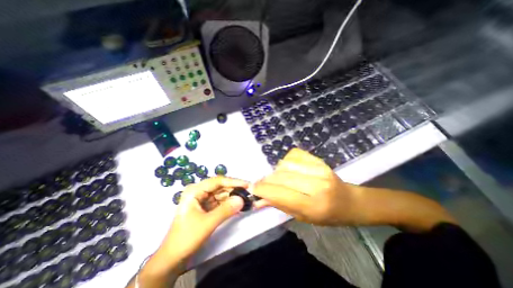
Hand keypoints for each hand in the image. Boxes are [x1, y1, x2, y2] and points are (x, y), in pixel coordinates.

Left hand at [128, 176, 248, 287]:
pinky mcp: (206, 206)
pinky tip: (239, 205)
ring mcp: (203, 199)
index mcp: (195, 190)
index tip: (247, 184)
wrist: (173, 257)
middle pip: (221, 186)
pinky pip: (221, 201)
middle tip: (249, 192)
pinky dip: (229, 203)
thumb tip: (242, 199)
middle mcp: (199, 191)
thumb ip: (225, 210)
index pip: (218, 181)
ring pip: (222, 194)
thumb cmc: (186, 237)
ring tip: (247, 198)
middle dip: (235, 189)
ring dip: (233, 196)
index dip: (233, 182)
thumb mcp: (207, 223)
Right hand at [252, 148, 359, 226]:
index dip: (263, 190)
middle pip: (281, 177)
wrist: (349, 201)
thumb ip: (279, 205)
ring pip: (285, 164)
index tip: (252, 188)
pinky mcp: (319, 159)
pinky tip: (289, 168)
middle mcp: (316, 185)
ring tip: (279, 178)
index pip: (280, 194)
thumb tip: (258, 199)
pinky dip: (286, 161)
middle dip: (267, 180)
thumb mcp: (302, 217)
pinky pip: (294, 154)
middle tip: (262, 184)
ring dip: (277, 171)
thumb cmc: (326, 215)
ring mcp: (319, 169)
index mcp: (313, 205)